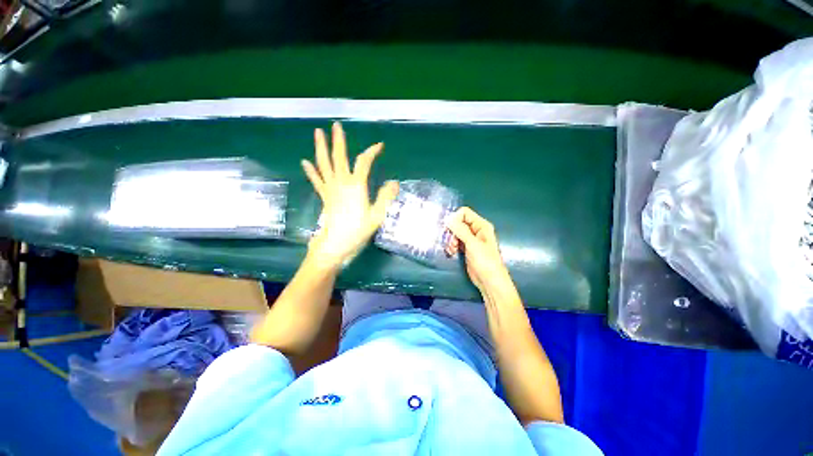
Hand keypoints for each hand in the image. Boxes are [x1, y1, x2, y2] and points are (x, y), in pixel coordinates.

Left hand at [302, 122, 398, 267]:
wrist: (336, 244)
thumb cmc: (358, 230)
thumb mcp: (377, 215)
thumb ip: (385, 197)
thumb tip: (394, 182)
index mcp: (356, 185)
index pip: (364, 162)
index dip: (372, 151)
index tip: (380, 146)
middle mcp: (341, 182)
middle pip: (339, 157)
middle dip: (338, 140)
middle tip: (336, 125)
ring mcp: (330, 188)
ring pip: (324, 164)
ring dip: (321, 148)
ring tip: (317, 133)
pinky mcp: (324, 196)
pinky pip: (316, 180)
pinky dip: (311, 170)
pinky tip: (305, 161)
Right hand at [445, 207, 512, 293]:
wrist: (489, 281)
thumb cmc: (485, 262)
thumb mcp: (472, 244)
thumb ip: (460, 230)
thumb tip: (448, 219)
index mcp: (481, 225)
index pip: (464, 213)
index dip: (455, 219)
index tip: (449, 229)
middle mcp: (476, 230)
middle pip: (458, 222)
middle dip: (452, 231)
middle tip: (451, 242)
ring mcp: (471, 240)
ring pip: (455, 232)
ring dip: (450, 240)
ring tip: (452, 249)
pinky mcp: (466, 248)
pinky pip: (455, 241)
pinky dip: (451, 245)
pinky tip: (451, 252)